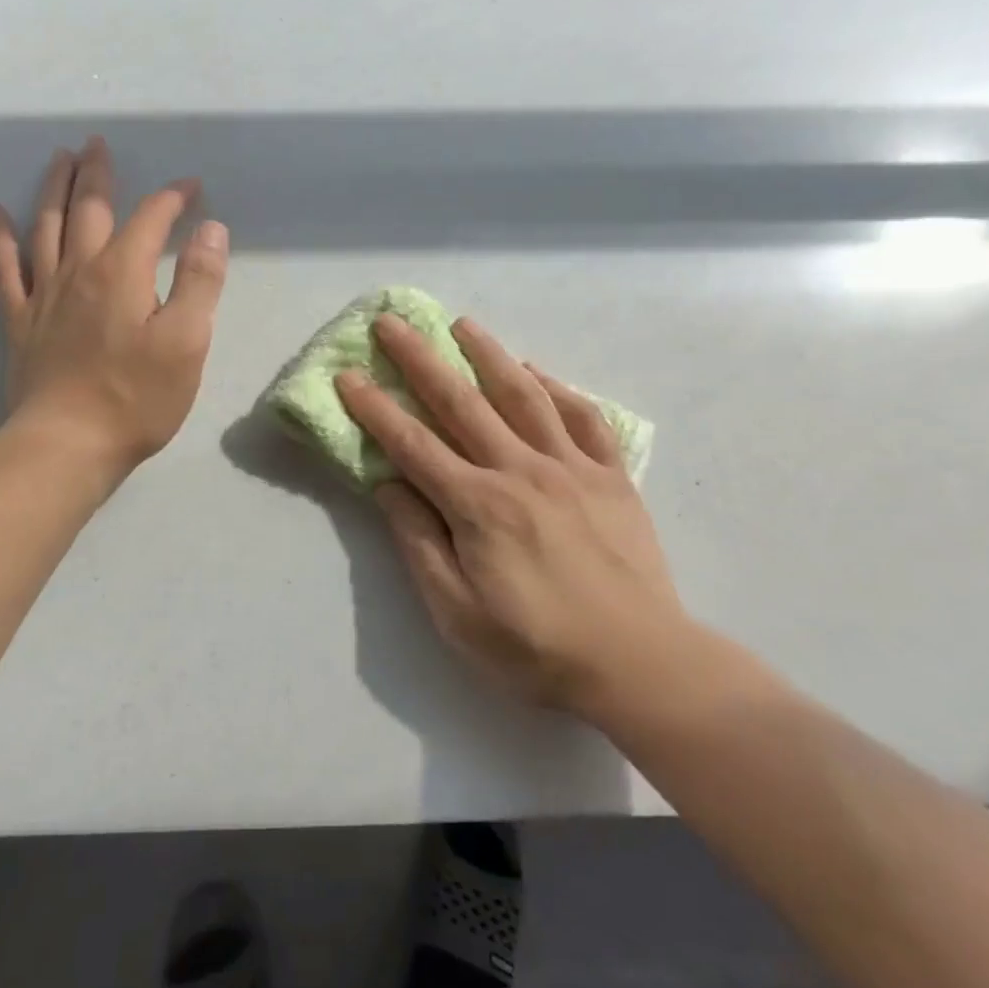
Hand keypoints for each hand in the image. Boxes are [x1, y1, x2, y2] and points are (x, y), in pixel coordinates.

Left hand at [0, 138, 227, 476]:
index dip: (173, 198)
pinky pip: (4, 268)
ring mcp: (44, 294)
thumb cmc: (137, 397)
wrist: (68, 443)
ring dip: (53, 188)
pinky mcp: (19, 321)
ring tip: (58, 159)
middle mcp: (79, 269)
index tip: (192, 188)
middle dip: (97, 173)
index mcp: (123, 272)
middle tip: (98, 144)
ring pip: (46, 226)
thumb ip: (201, 281)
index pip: (151, 218)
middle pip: (88, 207)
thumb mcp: (187, 341)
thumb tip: (210, 229)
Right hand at [336, 315, 686, 722]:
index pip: (412, 444)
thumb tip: (389, 485)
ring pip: (523, 395)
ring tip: (462, 324)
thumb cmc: (536, 647)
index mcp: (478, 506)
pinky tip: (537, 372)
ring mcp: (572, 468)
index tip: (348, 374)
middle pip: (460, 402)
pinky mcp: (612, 477)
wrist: (640, 665)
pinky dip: (557, 389)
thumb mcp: (456, 612)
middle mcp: (521, 471)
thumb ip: (419, 542)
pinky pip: (583, 418)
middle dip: (419, 359)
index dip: (375, 408)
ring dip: (488, 353)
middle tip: (391, 322)